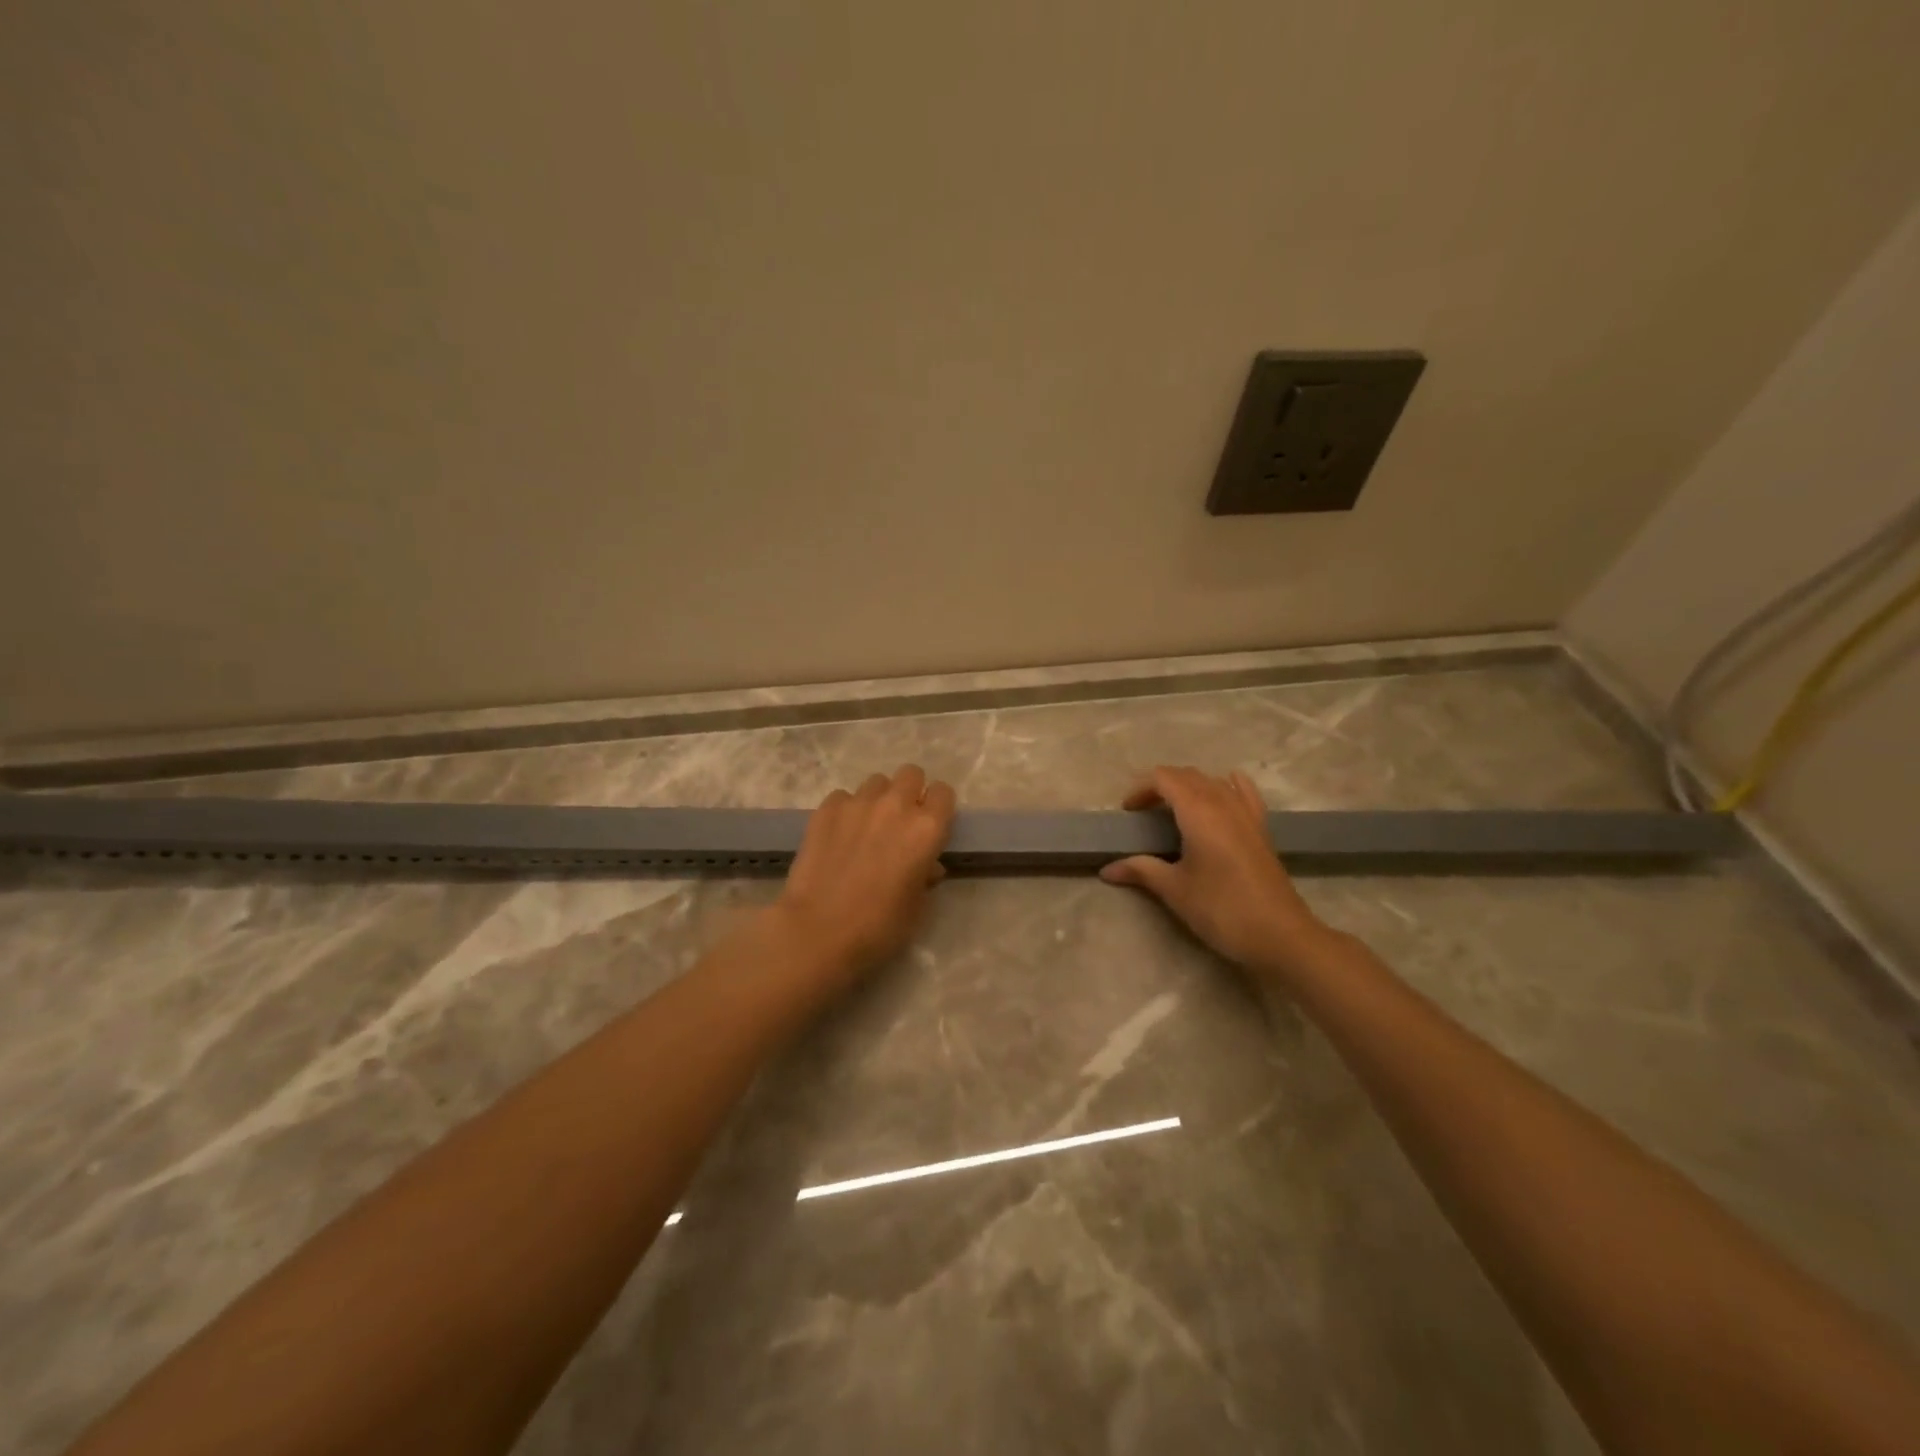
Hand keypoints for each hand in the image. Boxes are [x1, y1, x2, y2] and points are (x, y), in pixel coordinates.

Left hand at [771, 764, 956, 986]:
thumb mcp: (917, 908)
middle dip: (910, 792)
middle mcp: (896, 806)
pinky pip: (843, 796)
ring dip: (878, 799)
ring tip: (867, 827)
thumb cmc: (878, 927)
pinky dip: (846, 810)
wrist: (818, 931)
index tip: (931, 826)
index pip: (943, 792)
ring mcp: (858, 803)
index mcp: (926, 829)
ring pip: (876, 782)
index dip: (938, 807)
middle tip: (900, 822)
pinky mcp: (826, 809)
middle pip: (911, 774)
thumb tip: (927, 867)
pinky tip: (838, 835)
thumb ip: (925, 876)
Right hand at [1099, 766, 1331, 975]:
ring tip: (1172, 811)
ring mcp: (1246, 813)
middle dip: (1160, 787)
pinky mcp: (1261, 828)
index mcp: (1198, 812)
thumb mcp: (1175, 890)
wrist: (1280, 935)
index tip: (1128, 814)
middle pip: (1187, 775)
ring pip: (1213, 781)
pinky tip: (1222, 791)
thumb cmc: (1221, 909)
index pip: (1164, 778)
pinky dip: (1226, 786)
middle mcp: (1223, 803)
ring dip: (1188, 786)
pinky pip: (1242, 792)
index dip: (1140, 788)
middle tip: (1143, 815)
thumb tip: (1107, 869)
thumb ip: (1141, 871)